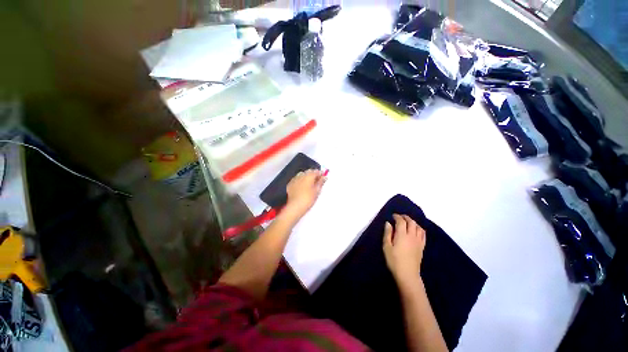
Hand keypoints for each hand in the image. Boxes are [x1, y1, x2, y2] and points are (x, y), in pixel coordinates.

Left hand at [284, 169, 326, 219]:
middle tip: (317, 181)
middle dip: (313, 175)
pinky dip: (300, 181)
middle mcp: (301, 175)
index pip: (316, 171)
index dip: (320, 174)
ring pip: (302, 175)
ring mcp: (294, 179)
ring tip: (310, 184)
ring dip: (306, 177)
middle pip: (309, 172)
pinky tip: (302, 187)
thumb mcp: (317, 191)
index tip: (323, 177)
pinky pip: (297, 180)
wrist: (295, 206)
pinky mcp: (290, 184)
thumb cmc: (308, 199)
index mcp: (309, 175)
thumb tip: (324, 177)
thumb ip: (321, 182)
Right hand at [383, 214, 425, 284]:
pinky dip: (420, 229)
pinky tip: (416, 230)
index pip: (401, 221)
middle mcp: (412, 236)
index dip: (397, 216)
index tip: (393, 216)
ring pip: (418, 227)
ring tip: (408, 222)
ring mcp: (418, 241)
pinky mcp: (422, 247)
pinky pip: (423, 234)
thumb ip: (387, 233)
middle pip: (411, 222)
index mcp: (402, 235)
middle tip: (400, 217)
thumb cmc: (394, 261)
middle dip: (406, 217)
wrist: (407, 274)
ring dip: (413, 222)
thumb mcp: (386, 247)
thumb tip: (388, 223)